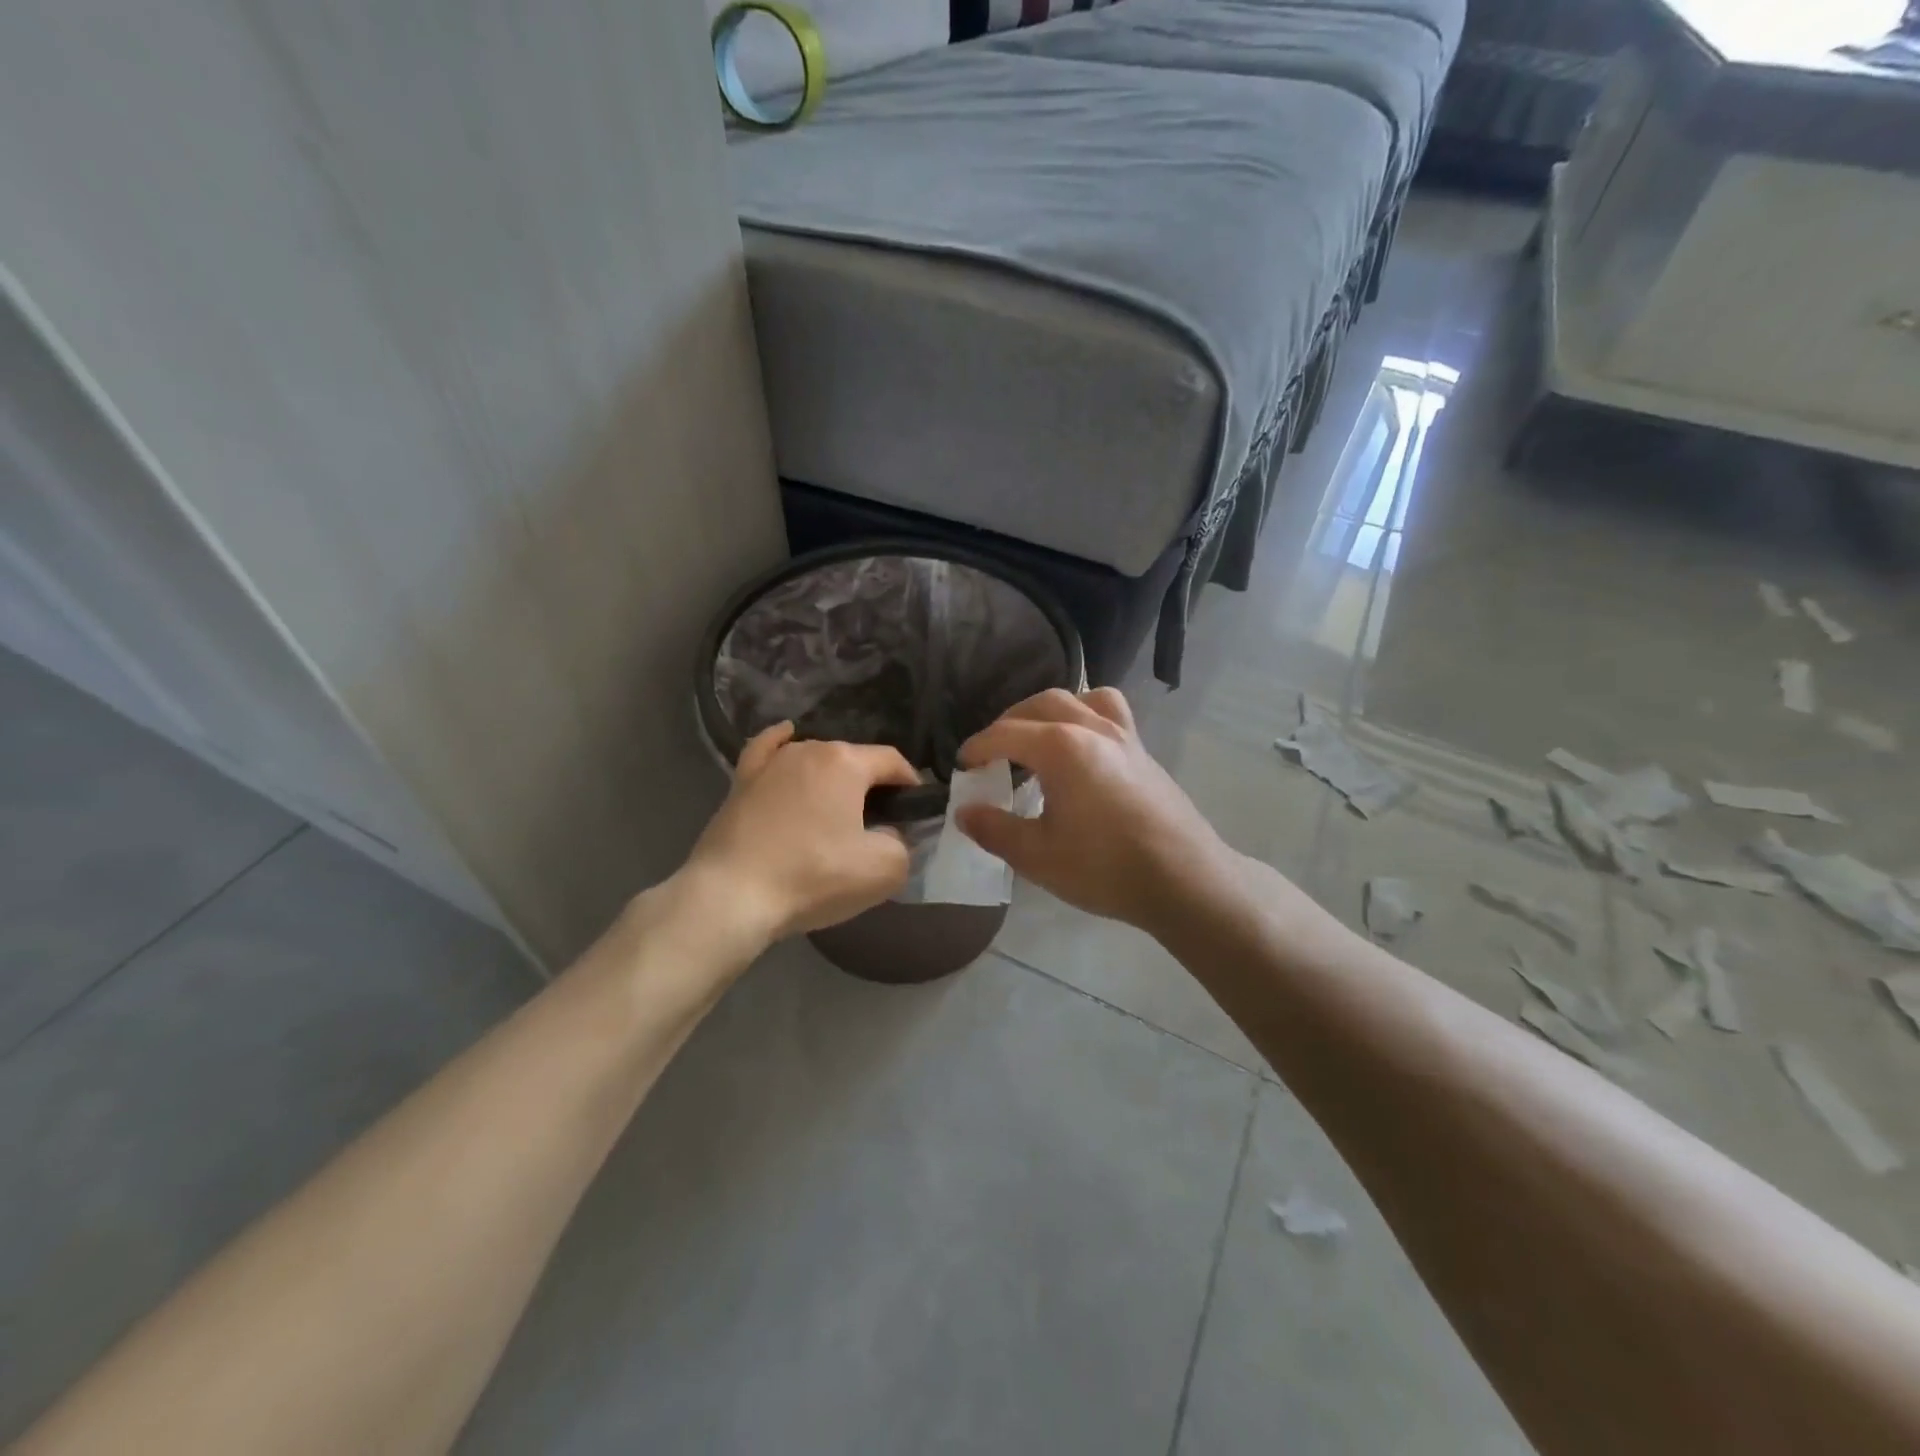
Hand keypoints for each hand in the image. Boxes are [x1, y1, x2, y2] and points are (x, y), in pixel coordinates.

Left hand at [685, 723, 920, 945]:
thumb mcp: (883, 870)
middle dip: (870, 785)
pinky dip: (780, 743)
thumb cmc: (813, 877)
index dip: (910, 782)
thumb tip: (887, 835)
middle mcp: (808, 749)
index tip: (915, 809)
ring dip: (830, 776)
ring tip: (836, 808)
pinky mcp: (740, 783)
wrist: (731, 896)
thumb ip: (901, 844)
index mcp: (846, 762)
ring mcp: (770, 763)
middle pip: (852, 759)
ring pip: (813, 758)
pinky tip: (786, 737)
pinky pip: (766, 750)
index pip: (891, 761)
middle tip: (877, 824)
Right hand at [956, 688, 1230, 933]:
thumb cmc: (1106, 869)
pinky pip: (1111, 713)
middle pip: (1042, 705)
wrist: (1185, 880)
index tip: (962, 767)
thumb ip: (995, 830)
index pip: (1005, 734)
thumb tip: (965, 812)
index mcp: (1061, 748)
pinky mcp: (1145, 752)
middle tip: (993, 752)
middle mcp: (1092, 728)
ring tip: (1038, 738)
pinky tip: (1083, 749)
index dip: (977, 748)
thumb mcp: (1038, 856)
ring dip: (1050, 711)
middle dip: (1009, 722)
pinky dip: (1086, 715)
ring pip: (1081, 699)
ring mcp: (1124, 736)